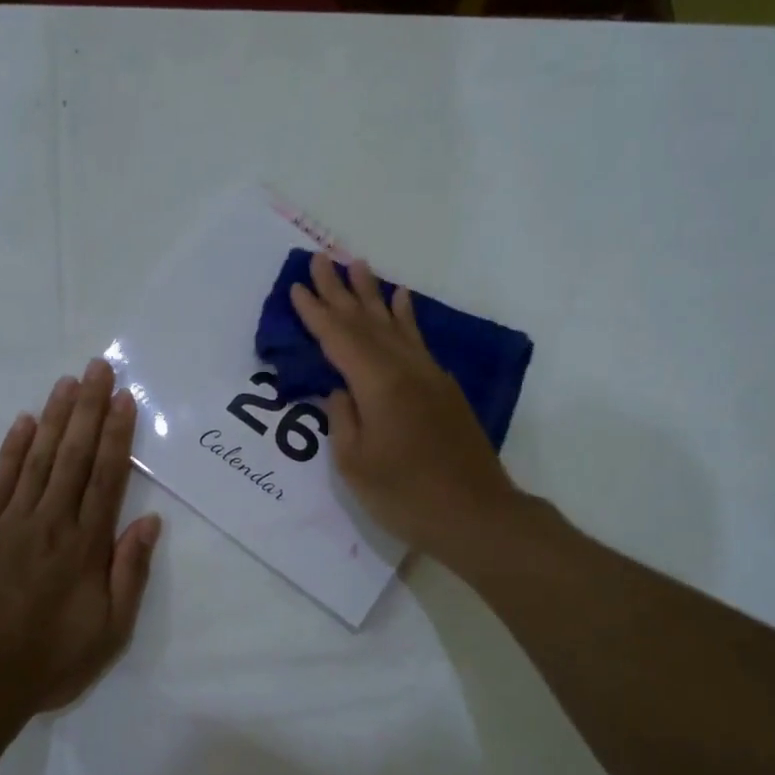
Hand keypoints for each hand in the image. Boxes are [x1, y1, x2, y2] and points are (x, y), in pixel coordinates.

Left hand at [0, 358, 161, 715]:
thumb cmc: (50, 660)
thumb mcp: (110, 630)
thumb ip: (130, 573)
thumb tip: (150, 522)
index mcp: (86, 546)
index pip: (106, 477)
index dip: (117, 435)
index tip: (124, 399)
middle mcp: (51, 522)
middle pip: (74, 455)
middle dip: (89, 409)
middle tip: (98, 368)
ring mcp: (10, 522)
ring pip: (39, 459)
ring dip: (55, 418)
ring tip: (68, 382)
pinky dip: (13, 449)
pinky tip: (25, 422)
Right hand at [289, 252, 519, 558]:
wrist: (477, 515)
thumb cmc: (407, 496)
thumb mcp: (356, 464)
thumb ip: (343, 419)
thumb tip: (340, 391)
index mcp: (379, 385)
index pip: (340, 339)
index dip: (316, 313)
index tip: (298, 286)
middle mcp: (406, 369)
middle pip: (367, 322)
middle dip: (341, 291)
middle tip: (321, 259)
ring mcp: (430, 376)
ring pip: (395, 325)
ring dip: (373, 295)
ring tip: (357, 265)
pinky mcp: (444, 389)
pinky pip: (418, 341)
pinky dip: (407, 318)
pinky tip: (403, 301)